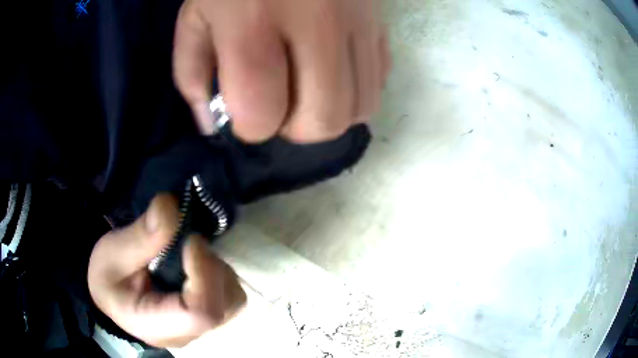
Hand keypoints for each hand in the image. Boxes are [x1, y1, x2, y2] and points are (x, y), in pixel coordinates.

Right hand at [88, 195, 245, 347]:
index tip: (191, 241)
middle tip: (188, 242)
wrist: (112, 291)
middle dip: (210, 267)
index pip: (201, 314)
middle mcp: (185, 335)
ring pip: (232, 300)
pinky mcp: (206, 318)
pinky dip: (219, 274)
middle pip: (223, 306)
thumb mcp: (113, 252)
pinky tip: (196, 264)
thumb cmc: (109, 275)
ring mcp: (198, 329)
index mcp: (154, 326)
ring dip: (216, 269)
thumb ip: (142, 235)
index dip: (204, 275)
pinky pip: (230, 296)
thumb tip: (171, 205)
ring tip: (189, 254)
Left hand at [173, 0, 390, 142]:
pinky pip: (378, 80)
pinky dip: (353, 92)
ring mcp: (357, 22)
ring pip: (361, 107)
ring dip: (329, 113)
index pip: (262, 112)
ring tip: (307, 91)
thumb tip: (212, 124)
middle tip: (281, 107)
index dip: (251, 127)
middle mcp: (316, 24)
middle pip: (324, 119)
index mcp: (252, 23)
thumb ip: (192, 74)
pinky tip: (332, 73)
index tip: (244, 111)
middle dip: (296, 128)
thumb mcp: (195, 18)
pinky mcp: (379, 22)